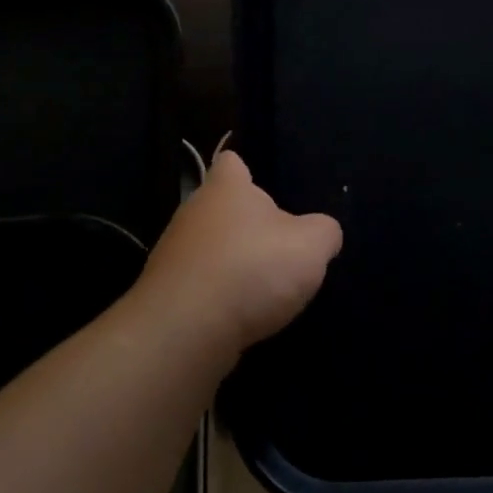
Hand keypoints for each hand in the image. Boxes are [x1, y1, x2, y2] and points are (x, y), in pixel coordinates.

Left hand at [132, 149, 342, 363]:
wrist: (187, 330)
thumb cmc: (252, 268)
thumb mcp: (311, 246)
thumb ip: (324, 232)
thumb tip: (323, 232)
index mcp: (226, 189)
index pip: (231, 162)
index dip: (247, 170)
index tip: (265, 186)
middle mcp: (194, 214)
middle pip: (223, 209)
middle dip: (248, 225)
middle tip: (282, 246)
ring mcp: (174, 255)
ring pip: (211, 249)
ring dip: (235, 264)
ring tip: (267, 287)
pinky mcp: (169, 295)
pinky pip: (202, 286)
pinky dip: (221, 297)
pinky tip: (243, 314)